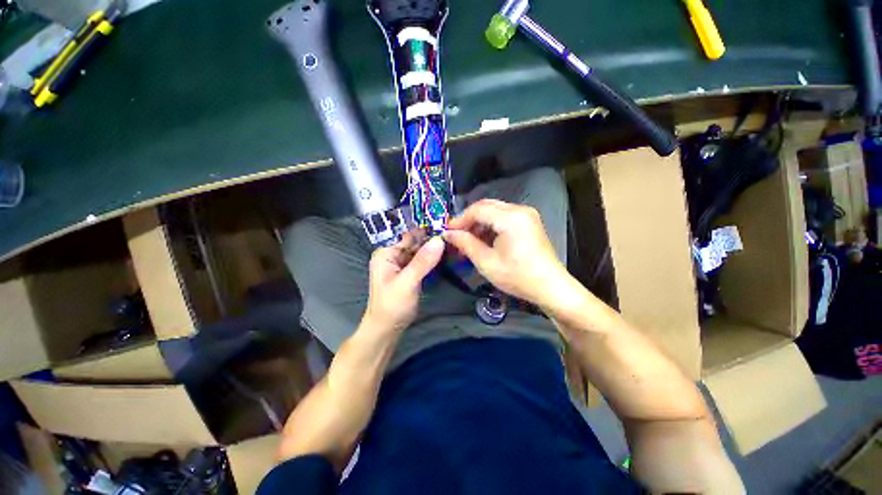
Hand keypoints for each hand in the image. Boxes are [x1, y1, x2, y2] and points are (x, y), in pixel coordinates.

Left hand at [363, 233, 444, 332]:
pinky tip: (446, 255)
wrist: (387, 329)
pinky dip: (432, 258)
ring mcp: (401, 263)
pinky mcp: (409, 271)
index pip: (408, 235)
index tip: (447, 226)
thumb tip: (439, 240)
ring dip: (434, 248)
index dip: (426, 230)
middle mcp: (393, 254)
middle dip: (432, 238)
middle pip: (415, 241)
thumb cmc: (392, 306)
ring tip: (453, 242)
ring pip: (420, 250)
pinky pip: (422, 260)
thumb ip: (422, 261)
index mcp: (386, 252)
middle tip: (454, 235)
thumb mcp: (407, 282)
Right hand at [443, 199, 568, 307]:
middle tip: (457, 235)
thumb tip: (448, 233)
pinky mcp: (529, 222)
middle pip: (486, 206)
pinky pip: (504, 217)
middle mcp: (520, 209)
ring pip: (495, 211)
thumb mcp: (486, 262)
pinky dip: (491, 225)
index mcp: (510, 217)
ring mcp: (527, 215)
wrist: (550, 287)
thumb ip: (465, 243)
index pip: (477, 209)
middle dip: (469, 220)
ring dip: (480, 223)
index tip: (447, 231)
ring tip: (469, 240)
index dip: (460, 219)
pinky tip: (485, 240)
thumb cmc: (517, 276)